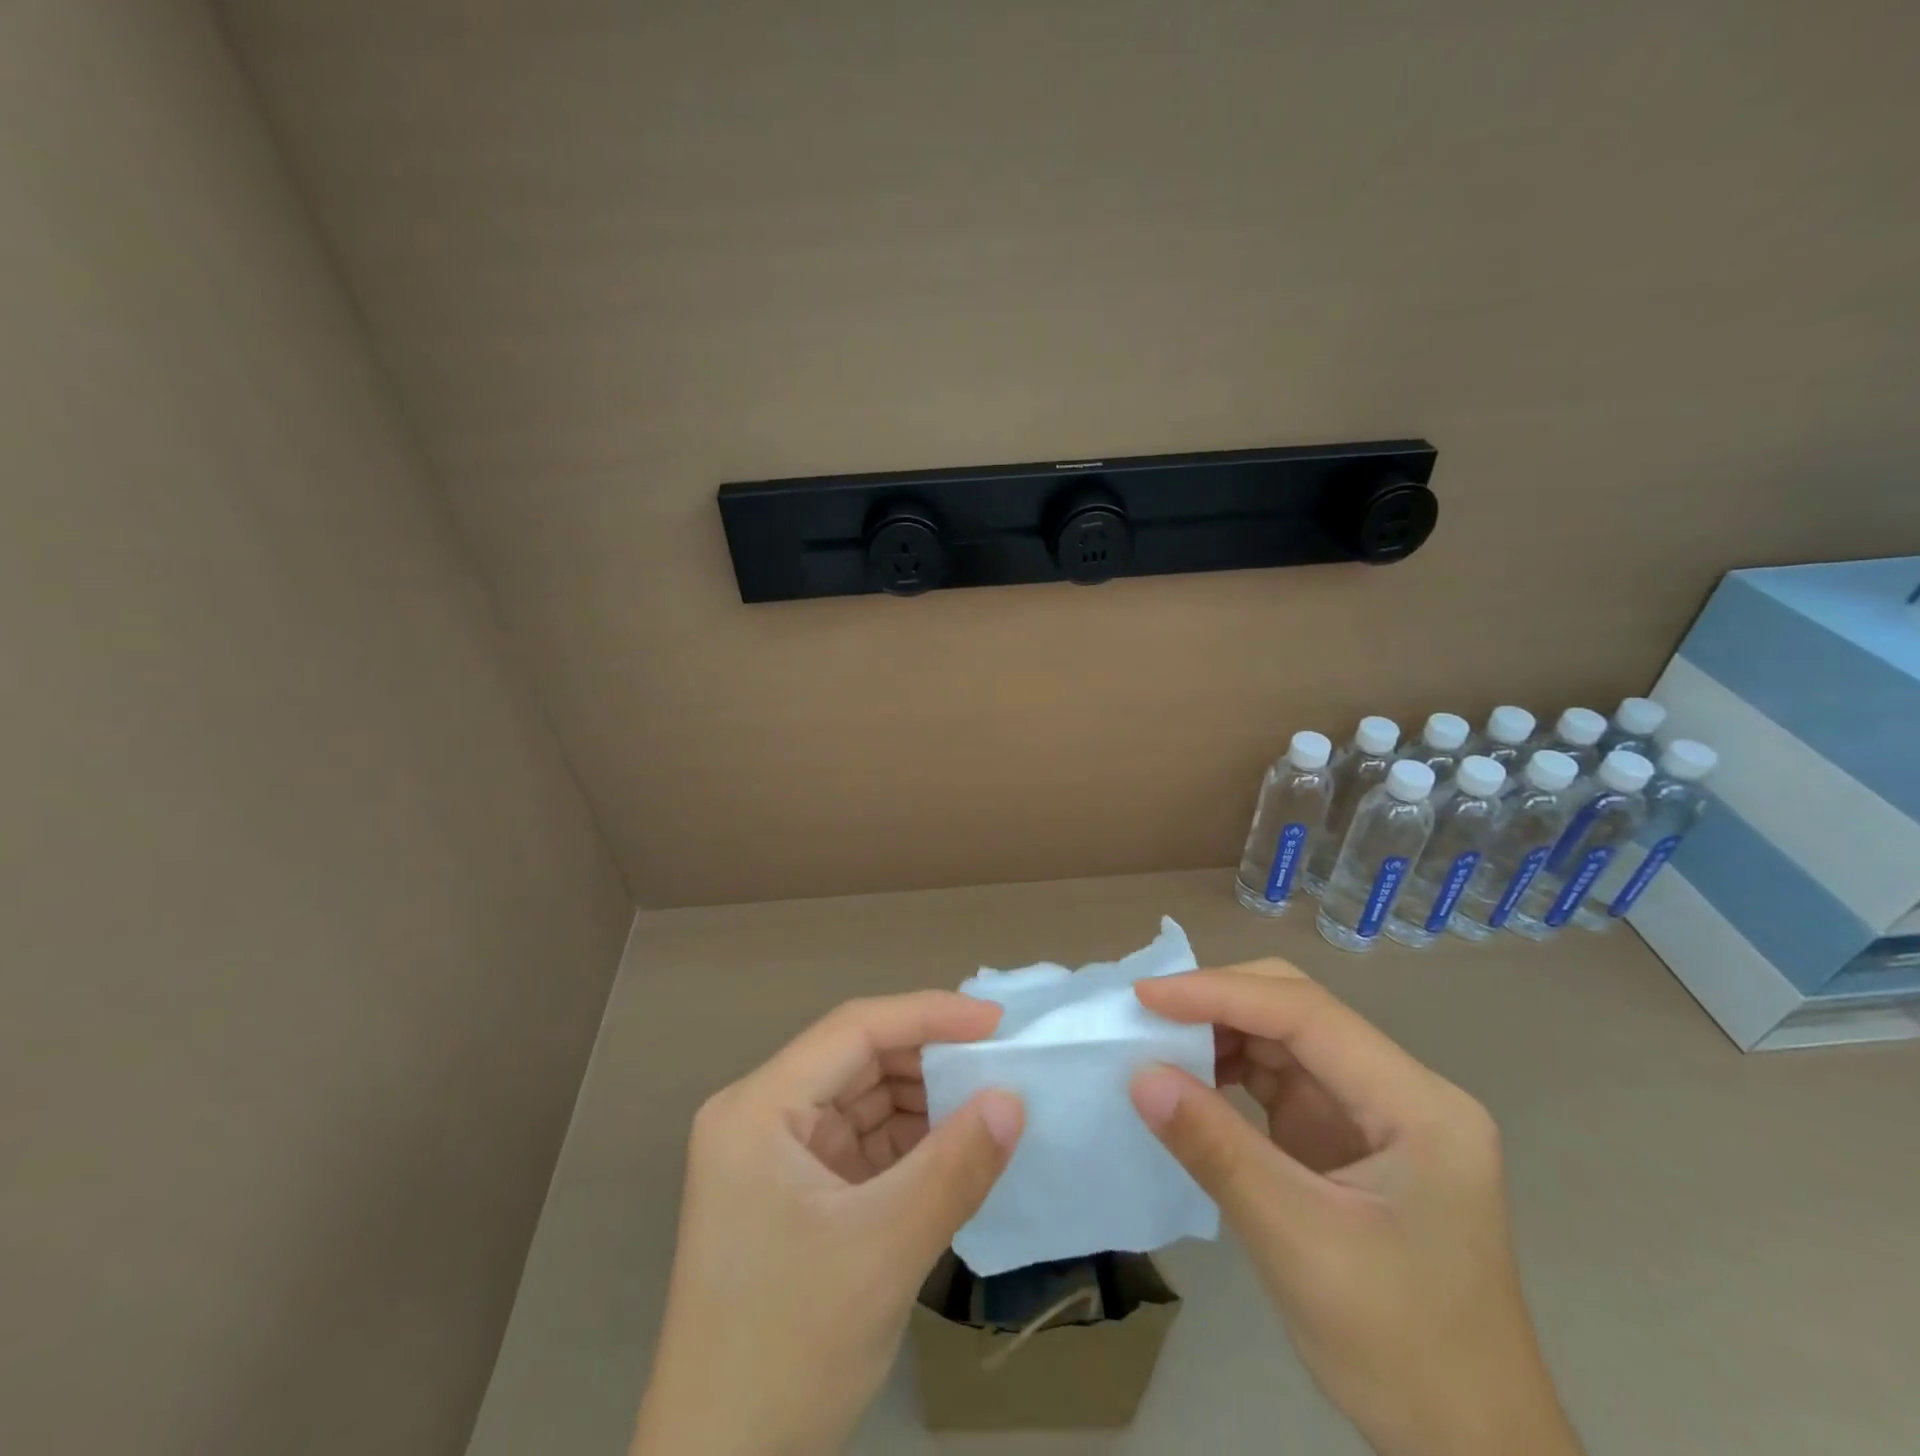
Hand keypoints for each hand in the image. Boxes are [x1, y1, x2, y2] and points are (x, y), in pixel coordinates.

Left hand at [631, 992, 1023, 1455]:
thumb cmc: (787, 1351)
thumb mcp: (882, 1252)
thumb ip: (954, 1168)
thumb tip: (1014, 1100)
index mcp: (758, 1109)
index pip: (854, 1030)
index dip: (928, 1015)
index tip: (997, 1023)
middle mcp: (761, 1118)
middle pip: (858, 1062)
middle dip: (930, 1061)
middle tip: (1002, 1065)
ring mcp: (777, 1159)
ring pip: (864, 1102)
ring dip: (925, 1103)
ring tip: (990, 1105)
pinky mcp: (797, 1196)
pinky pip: (864, 1146)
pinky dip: (911, 1145)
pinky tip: (957, 1149)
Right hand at [1130, 963, 1580, 1455]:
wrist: (1468, 1446)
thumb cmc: (1400, 1350)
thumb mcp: (1298, 1244)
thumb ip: (1217, 1150)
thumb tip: (1140, 1075)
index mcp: (1417, 1105)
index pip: (1306, 1013)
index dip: (1220, 993)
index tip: (1145, 996)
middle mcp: (1401, 1089)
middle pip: (1299, 1010)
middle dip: (1219, 1003)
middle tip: (1147, 1015)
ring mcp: (1374, 1110)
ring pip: (1284, 1038)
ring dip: (1219, 1034)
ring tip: (1157, 1044)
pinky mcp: (1347, 1134)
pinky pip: (1280, 1077)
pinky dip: (1230, 1071)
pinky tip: (1191, 1081)